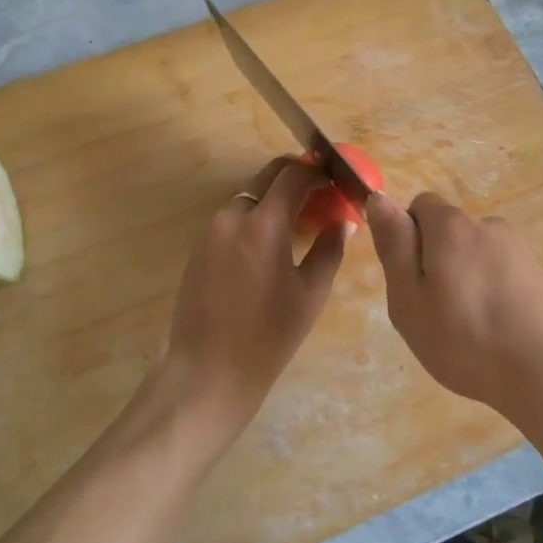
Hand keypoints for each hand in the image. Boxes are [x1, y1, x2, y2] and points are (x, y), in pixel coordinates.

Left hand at [156, 156, 349, 442]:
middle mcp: (233, 216)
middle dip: (297, 176)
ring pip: (249, 196)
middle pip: (267, 176)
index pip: (295, 175)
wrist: (208, 371)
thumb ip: (330, 249)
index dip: (319, 171)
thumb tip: (344, 222)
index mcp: (264, 223)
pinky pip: (233, 217)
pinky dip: (256, 216)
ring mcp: (211, 230)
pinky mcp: (198, 247)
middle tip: (321, 193)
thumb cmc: (268, 337)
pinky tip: (271, 243)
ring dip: (275, 197)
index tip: (337, 180)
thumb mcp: (311, 294)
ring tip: (299, 221)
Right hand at [365, 191, 542, 420]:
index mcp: (452, 227)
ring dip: (470, 283)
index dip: (408, 238)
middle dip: (439, 263)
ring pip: (480, 259)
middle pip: (452, 234)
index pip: (420, 206)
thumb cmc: (467, 339)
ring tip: (472, 334)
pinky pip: (507, 280)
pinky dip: (498, 300)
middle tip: (436, 314)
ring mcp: (523, 253)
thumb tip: (378, 198)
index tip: (411, 281)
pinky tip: (502, 339)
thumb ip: (394, 246)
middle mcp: (490, 227)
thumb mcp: (409, 299)